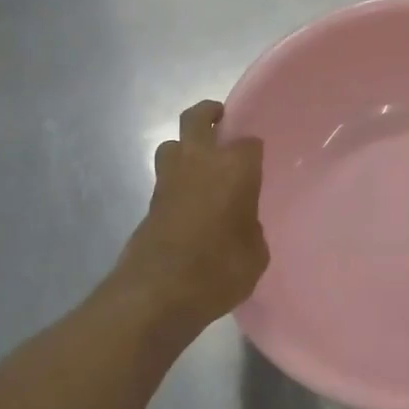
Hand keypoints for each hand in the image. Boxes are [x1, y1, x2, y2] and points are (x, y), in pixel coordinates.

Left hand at [116, 100, 268, 331]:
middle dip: (209, 114)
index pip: (249, 142)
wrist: (156, 295)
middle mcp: (199, 162)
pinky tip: (192, 201)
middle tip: (222, 122)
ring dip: (186, 146)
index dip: (254, 150)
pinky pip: (166, 177)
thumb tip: (241, 223)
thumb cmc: (217, 271)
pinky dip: (177, 179)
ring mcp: (168, 180)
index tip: (259, 162)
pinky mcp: (149, 202)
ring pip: (173, 144)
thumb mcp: (255, 254)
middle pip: (197, 118)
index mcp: (233, 168)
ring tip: (202, 163)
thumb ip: (251, 228)